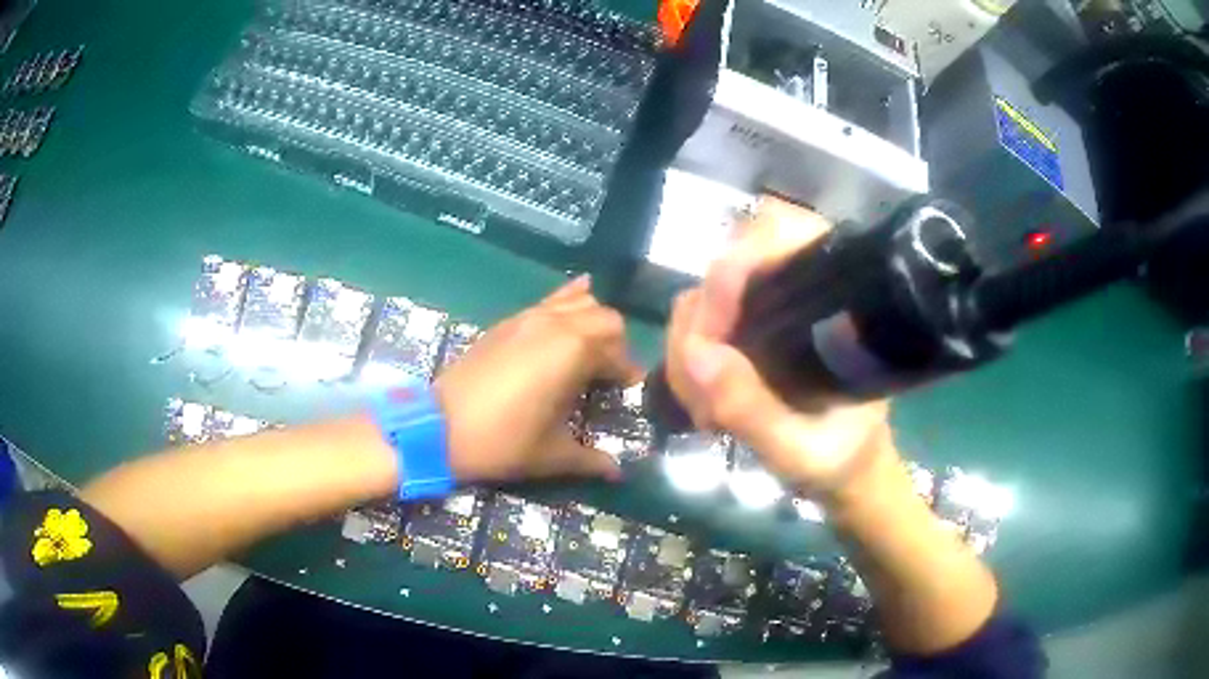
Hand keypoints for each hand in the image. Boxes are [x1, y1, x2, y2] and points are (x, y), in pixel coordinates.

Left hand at [434, 275, 641, 483]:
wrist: (439, 427)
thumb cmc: (503, 441)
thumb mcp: (552, 455)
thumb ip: (591, 461)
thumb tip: (619, 473)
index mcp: (574, 352)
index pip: (618, 353)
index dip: (628, 372)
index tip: (628, 390)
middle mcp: (556, 325)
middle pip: (605, 318)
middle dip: (616, 343)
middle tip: (608, 372)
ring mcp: (529, 318)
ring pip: (578, 301)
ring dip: (592, 320)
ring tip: (589, 348)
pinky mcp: (508, 323)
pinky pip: (548, 302)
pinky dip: (566, 304)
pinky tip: (567, 315)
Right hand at [664, 197, 894, 497]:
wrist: (845, 469)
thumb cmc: (839, 455)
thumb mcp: (799, 447)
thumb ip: (753, 408)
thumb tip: (698, 355)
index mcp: (836, 298)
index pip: (782, 230)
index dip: (737, 265)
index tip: (715, 333)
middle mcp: (800, 285)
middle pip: (727, 262)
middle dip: (702, 326)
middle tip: (701, 395)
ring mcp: (768, 304)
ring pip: (702, 294)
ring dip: (688, 350)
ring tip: (705, 411)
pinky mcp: (746, 326)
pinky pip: (695, 323)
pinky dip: (687, 361)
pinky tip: (703, 404)